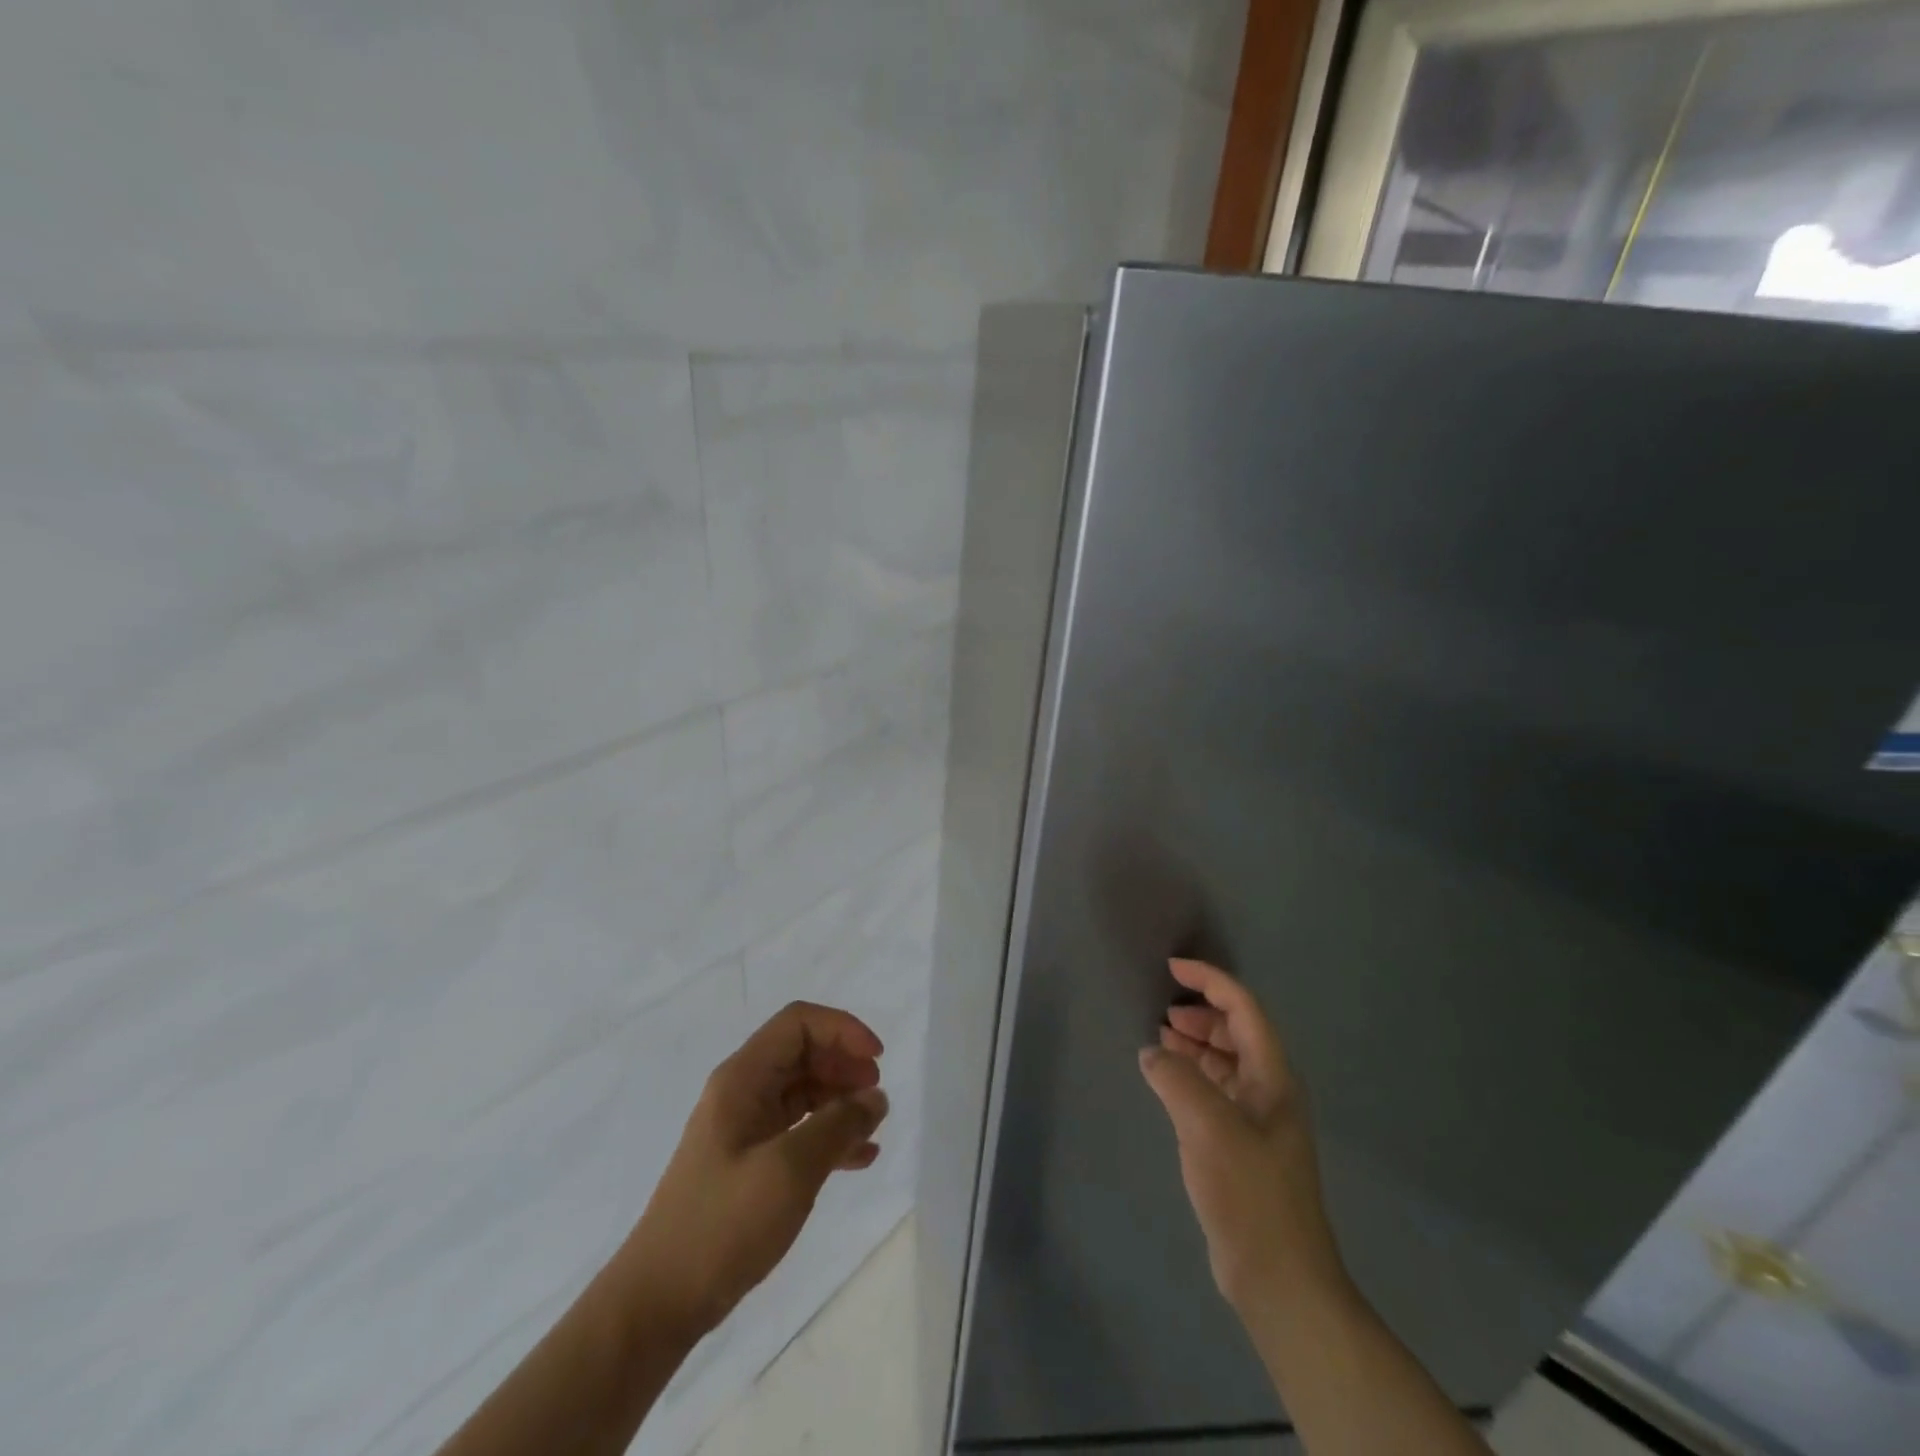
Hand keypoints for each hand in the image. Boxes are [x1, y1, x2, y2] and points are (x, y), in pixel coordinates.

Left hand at [614, 1002, 889, 1338]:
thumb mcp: (789, 1171)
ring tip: (873, 1126)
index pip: (798, 1023)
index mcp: (743, 1078)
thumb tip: (875, 1098)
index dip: (843, 1030)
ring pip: (803, 1091)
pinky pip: (798, 1130)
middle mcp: (743, 1092)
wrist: (657, 1303)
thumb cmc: (722, 1225)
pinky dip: (829, 1135)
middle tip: (876, 1096)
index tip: (877, 1061)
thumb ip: (838, 1126)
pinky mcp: (749, 1162)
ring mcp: (744, 1128)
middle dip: (845, 1064)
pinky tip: (858, 1159)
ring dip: (841, 1100)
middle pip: (803, 1052)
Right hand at [1139, 959, 1345, 1312]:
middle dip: (1202, 1012)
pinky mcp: (1242, 1145)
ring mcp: (1258, 1120)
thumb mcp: (1208, 1127)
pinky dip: (1192, 1074)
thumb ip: (1175, 1078)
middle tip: (1163, 1013)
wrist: (1279, 1279)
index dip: (1210, 980)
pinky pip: (1216, 1090)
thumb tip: (1152, 1052)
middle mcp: (1271, 1090)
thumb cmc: (1250, 1194)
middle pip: (1237, 1031)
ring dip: (1196, 1043)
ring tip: (1160, 1039)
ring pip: (1226, 1061)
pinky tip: (1168, 1081)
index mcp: (1274, 1077)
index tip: (1172, 968)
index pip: (1244, 1008)